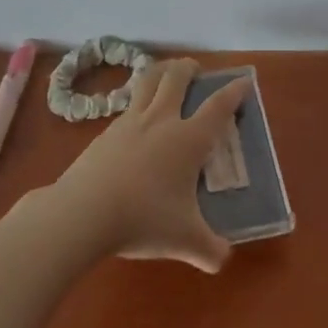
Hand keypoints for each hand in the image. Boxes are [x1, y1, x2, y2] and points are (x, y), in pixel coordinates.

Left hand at [49, 57, 251, 271]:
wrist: (84, 212)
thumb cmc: (144, 219)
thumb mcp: (185, 240)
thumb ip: (209, 250)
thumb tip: (223, 259)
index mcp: (188, 139)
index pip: (218, 106)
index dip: (234, 91)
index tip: (243, 81)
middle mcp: (162, 120)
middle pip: (177, 77)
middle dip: (189, 68)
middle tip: (195, 70)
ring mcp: (130, 122)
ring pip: (147, 81)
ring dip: (160, 72)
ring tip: (165, 76)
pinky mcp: (105, 132)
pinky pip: (126, 106)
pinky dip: (137, 103)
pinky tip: (135, 122)